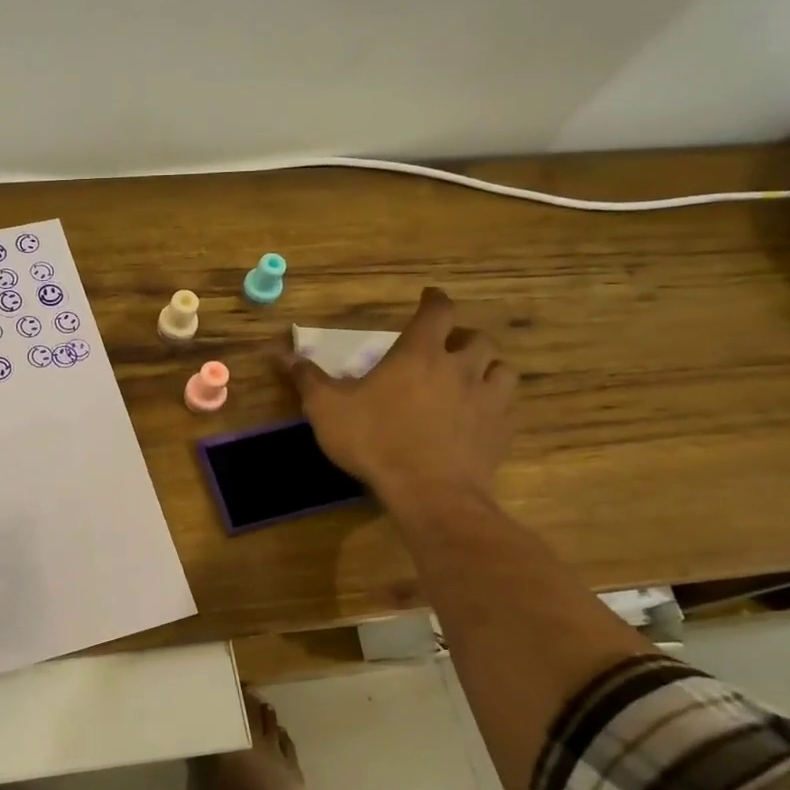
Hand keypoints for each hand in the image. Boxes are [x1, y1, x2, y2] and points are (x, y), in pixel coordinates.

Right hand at [286, 288, 516, 517]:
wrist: (428, 492)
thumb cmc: (374, 440)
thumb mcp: (327, 409)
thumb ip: (308, 379)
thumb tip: (282, 353)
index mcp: (419, 353)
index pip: (438, 311)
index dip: (435, 300)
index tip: (429, 297)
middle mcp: (460, 368)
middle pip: (477, 338)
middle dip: (462, 338)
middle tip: (446, 348)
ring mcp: (487, 400)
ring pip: (502, 370)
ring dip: (487, 369)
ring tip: (471, 379)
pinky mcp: (500, 432)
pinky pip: (506, 408)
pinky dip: (495, 405)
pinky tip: (479, 418)